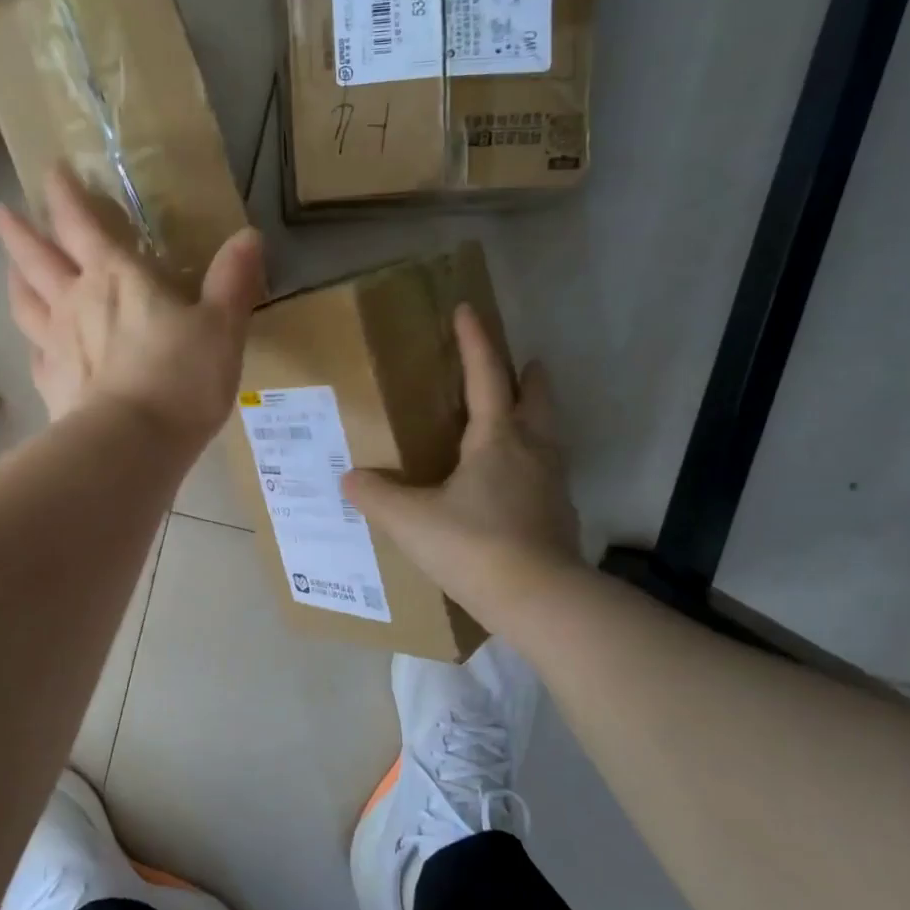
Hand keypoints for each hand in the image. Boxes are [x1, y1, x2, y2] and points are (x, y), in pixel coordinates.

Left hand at [0, 169, 265, 448]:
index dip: (65, 194)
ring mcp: (57, 346)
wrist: (133, 445)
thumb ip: (233, 281)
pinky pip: (34, 355)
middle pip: (36, 258)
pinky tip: (34, 345)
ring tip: (9, 269)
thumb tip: (249, 236)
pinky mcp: (51, 386)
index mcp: (116, 278)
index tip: (50, 170)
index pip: (81, 223)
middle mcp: (76, 303)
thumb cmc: (181, 379)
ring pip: (25, 303)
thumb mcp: (222, 327)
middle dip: (19, 231)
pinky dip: (32, 342)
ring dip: (15, 280)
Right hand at [342, 305, 582, 619]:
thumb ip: (376, 496)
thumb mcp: (411, 521)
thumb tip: (350, 479)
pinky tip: (515, 484)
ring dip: (536, 417)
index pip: (486, 376)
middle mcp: (532, 451)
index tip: (468, 310)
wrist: (541, 600)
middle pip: (537, 399)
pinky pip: (546, 474)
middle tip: (522, 363)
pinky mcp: (559, 516)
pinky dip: (533, 462)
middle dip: (528, 376)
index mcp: (497, 439)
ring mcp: (552, 484)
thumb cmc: (474, 546)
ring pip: (549, 435)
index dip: (475, 341)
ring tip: (517, 418)